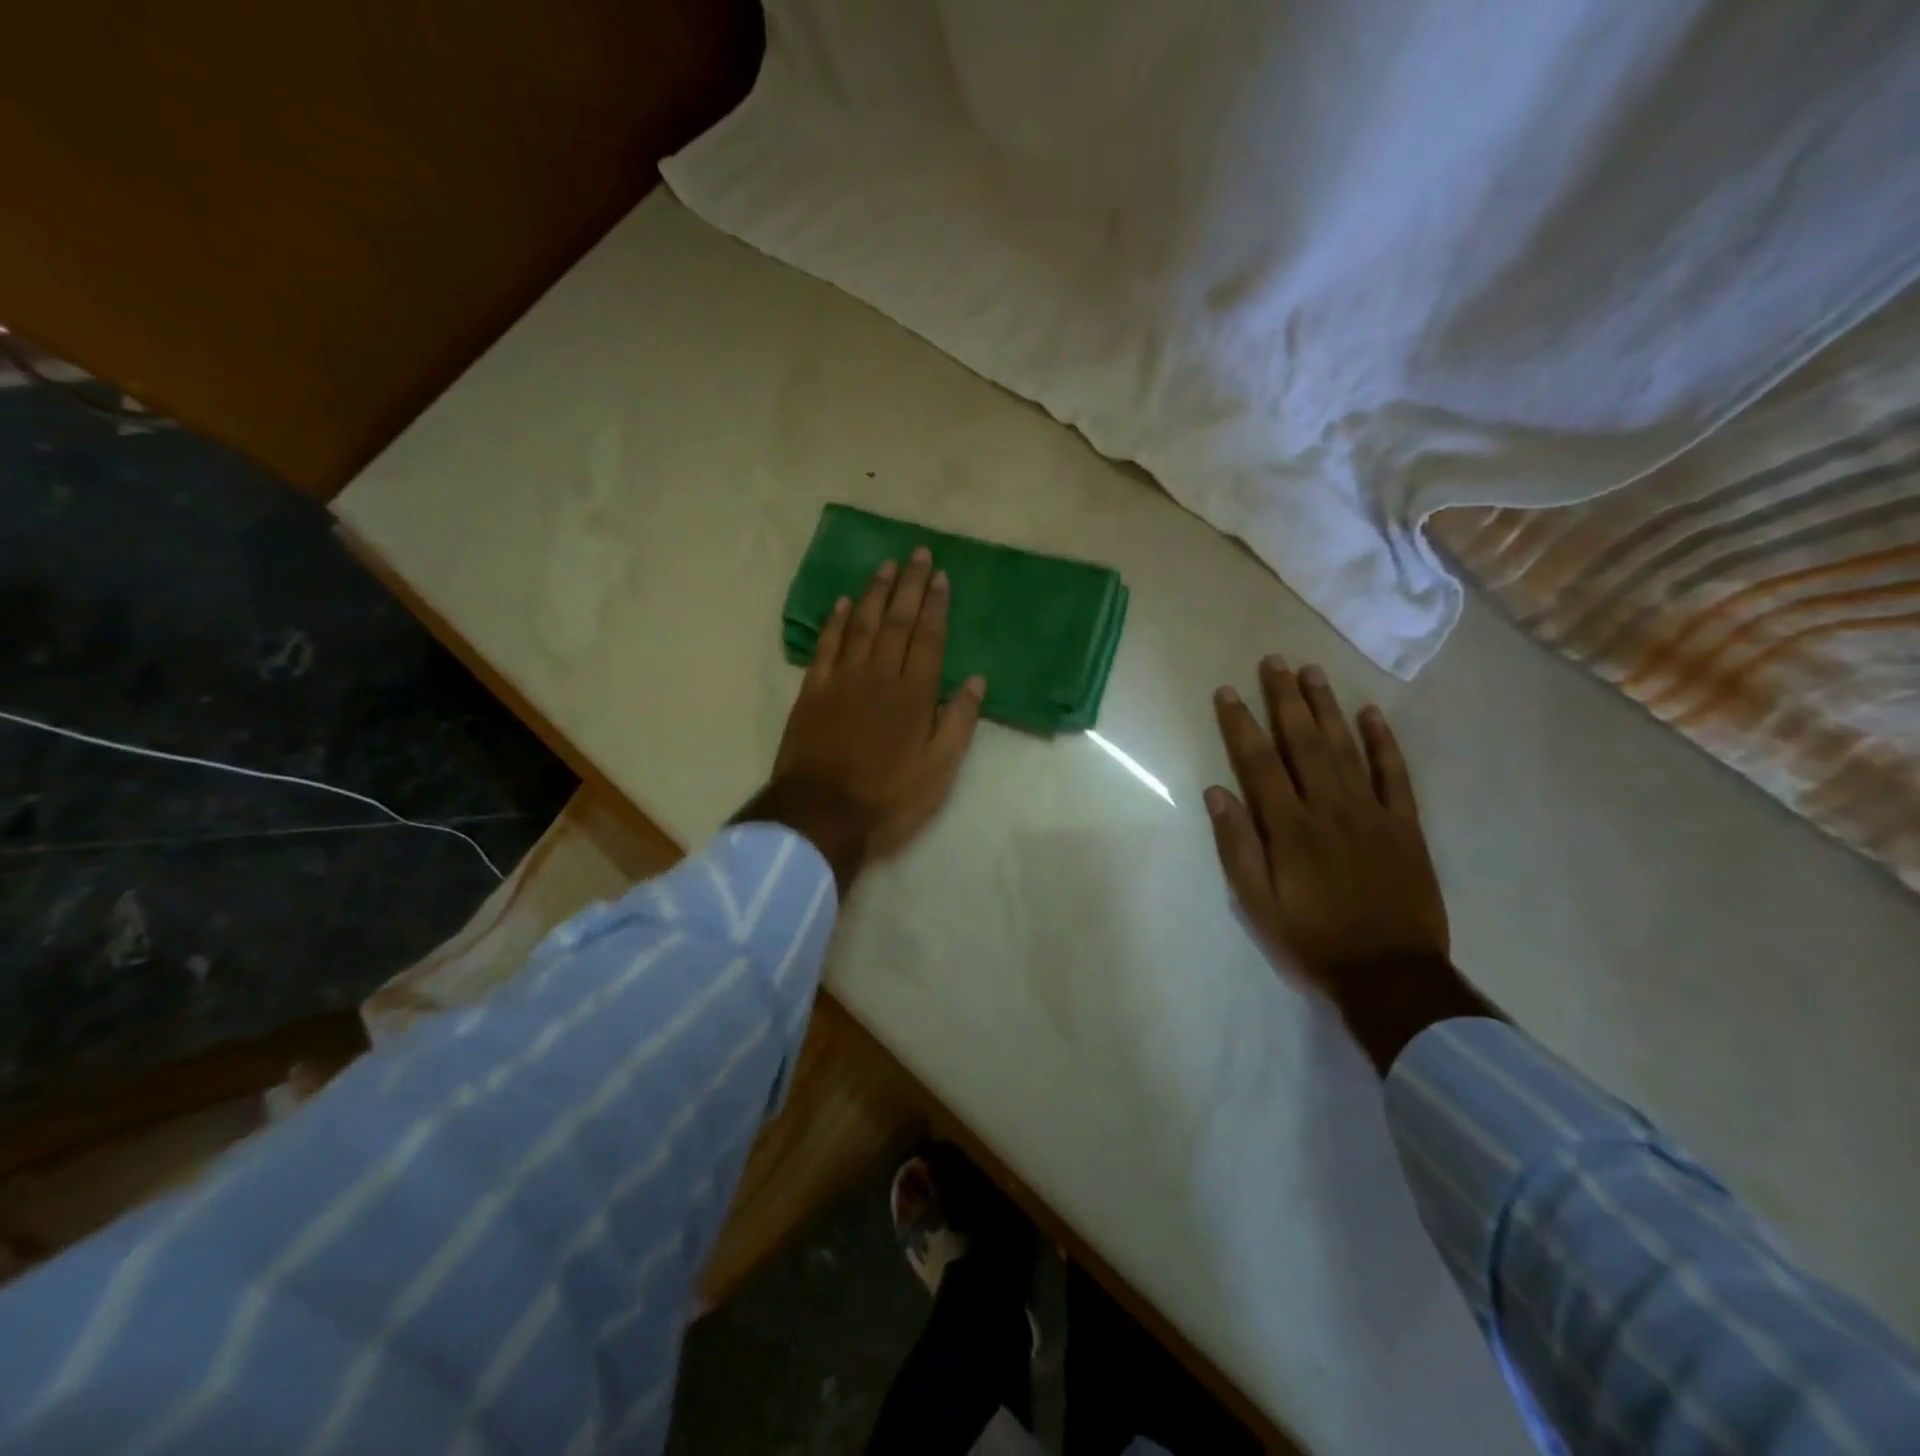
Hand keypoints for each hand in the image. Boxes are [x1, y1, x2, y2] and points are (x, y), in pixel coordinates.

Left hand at [768, 547, 985, 871]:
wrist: (820, 815)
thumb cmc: (888, 798)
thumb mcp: (939, 771)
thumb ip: (959, 722)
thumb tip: (978, 680)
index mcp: (914, 694)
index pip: (929, 638)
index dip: (936, 605)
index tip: (941, 576)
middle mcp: (879, 675)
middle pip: (897, 621)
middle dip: (910, 585)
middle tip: (918, 553)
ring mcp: (842, 679)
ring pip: (860, 624)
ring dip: (874, 593)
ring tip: (886, 566)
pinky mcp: (812, 690)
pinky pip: (825, 645)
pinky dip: (834, 621)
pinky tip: (841, 602)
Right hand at [1206, 656, 1448, 995]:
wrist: (1390, 973)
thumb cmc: (1312, 939)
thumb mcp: (1258, 904)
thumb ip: (1238, 846)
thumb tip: (1217, 792)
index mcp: (1289, 827)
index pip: (1259, 763)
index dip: (1241, 724)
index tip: (1227, 692)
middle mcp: (1329, 808)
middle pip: (1303, 742)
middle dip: (1284, 699)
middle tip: (1273, 661)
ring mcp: (1372, 812)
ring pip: (1346, 747)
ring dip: (1326, 707)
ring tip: (1312, 672)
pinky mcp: (1405, 824)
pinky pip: (1395, 774)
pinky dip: (1383, 742)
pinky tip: (1371, 713)